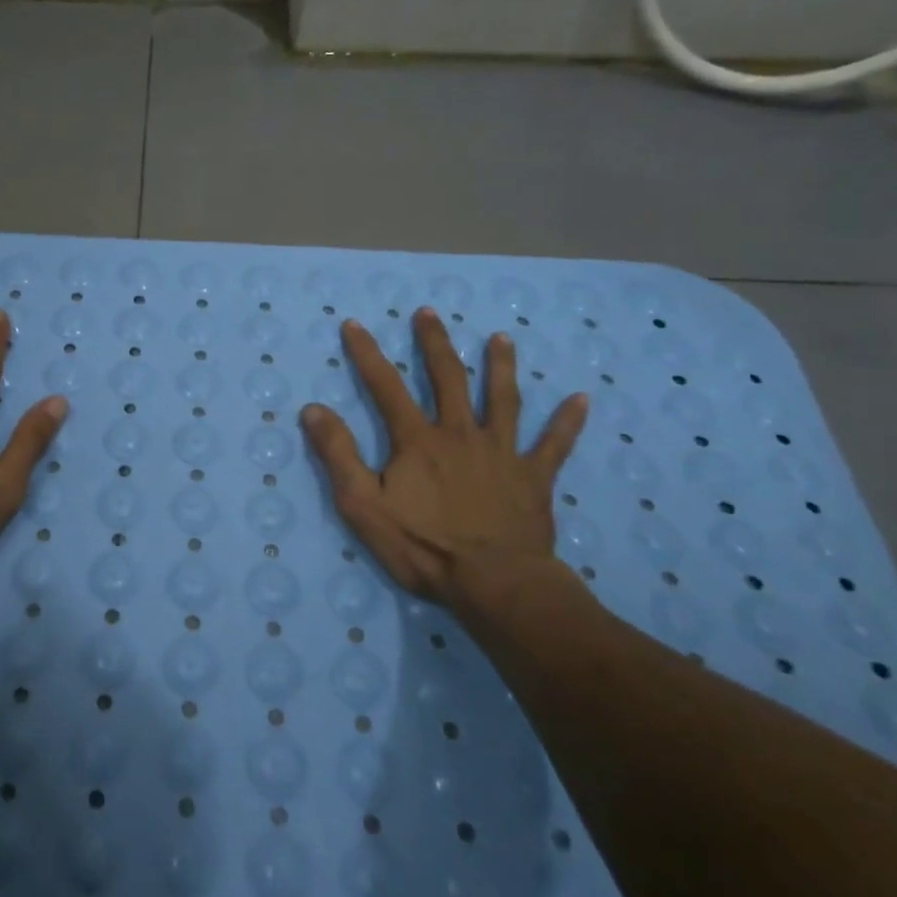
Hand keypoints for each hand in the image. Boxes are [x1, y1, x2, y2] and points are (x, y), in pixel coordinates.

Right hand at [299, 310, 588, 621]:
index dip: (367, 353)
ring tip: (500, 338)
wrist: (494, 583)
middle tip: (429, 313)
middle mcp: (460, 434)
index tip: (354, 324)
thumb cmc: (422, 546)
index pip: (386, 386)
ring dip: (500, 366)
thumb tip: (313, 409)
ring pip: (503, 400)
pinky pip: (554, 445)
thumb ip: (338, 455)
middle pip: (448, 378)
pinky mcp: (534, 478)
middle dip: (435, 343)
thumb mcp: (362, 504)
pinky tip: (582, 399)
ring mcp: (502, 453)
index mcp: (418, 440)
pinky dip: (567, 422)